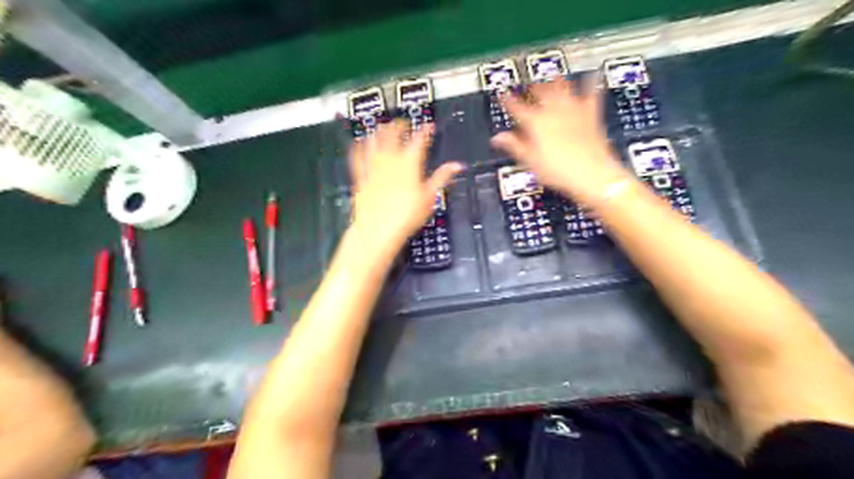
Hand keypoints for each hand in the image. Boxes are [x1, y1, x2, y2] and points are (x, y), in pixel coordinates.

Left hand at [350, 122, 464, 247]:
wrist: (378, 229)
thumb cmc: (406, 215)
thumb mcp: (429, 197)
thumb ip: (442, 177)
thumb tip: (457, 165)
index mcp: (409, 162)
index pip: (419, 139)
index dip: (425, 130)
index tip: (429, 126)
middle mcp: (390, 158)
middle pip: (393, 133)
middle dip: (400, 125)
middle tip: (404, 124)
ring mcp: (372, 165)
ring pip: (374, 139)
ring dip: (380, 131)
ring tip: (384, 127)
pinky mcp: (360, 175)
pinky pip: (357, 155)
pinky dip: (359, 146)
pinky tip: (359, 142)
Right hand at [494, 76, 632, 204]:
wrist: (592, 174)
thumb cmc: (558, 171)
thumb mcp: (531, 161)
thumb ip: (514, 146)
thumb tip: (497, 138)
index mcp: (536, 123)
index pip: (517, 107)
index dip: (507, 100)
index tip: (502, 94)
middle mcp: (553, 111)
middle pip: (540, 92)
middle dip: (532, 87)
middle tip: (529, 85)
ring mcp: (574, 109)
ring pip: (563, 88)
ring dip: (556, 81)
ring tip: (552, 76)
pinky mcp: (591, 114)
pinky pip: (592, 93)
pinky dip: (592, 83)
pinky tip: (594, 76)